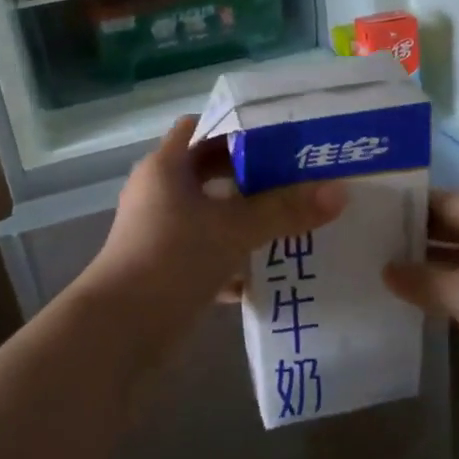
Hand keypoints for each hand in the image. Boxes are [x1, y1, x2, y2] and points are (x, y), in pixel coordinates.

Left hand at [80, 115, 345, 336]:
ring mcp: (160, 232)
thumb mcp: (234, 230)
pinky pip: (207, 251)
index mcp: (166, 167)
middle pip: (210, 171)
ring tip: (294, 218)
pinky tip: (269, 269)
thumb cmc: (172, 260)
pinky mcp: (165, 267)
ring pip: (211, 214)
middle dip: (252, 175)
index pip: (201, 127)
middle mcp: (159, 192)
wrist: (119, 332)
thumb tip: (339, 192)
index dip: (237, 126)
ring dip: (247, 217)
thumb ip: (285, 210)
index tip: (279, 134)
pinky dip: (234, 257)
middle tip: (297, 175)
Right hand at [383, 192, 458, 388]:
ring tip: (399, 277)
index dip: (408, 209)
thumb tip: (386, 269)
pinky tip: (439, 305)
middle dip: (421, 238)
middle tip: (377, 249)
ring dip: (441, 265)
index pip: (442, 199)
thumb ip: (420, 280)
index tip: (374, 219)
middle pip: (458, 224)